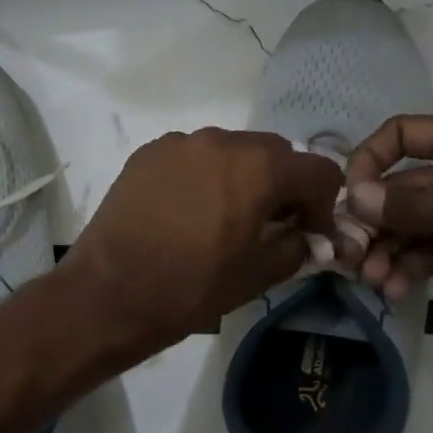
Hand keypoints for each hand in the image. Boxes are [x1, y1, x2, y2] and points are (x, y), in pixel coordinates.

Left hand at [60, 128, 341, 361]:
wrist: (109, 292)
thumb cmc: (190, 287)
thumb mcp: (257, 276)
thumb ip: (295, 247)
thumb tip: (304, 236)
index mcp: (258, 167)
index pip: (318, 171)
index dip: (323, 204)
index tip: (311, 233)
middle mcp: (220, 141)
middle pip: (272, 153)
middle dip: (282, 185)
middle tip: (270, 224)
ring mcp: (178, 144)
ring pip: (228, 150)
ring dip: (240, 176)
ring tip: (224, 216)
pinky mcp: (145, 155)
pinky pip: (190, 157)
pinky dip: (201, 176)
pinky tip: (186, 211)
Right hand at [345, 113, 432, 332]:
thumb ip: (408, 203)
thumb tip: (353, 198)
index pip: (400, 134)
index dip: (368, 160)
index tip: (349, 199)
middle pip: (401, 188)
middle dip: (373, 222)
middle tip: (350, 256)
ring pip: (415, 226)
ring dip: (390, 251)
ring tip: (374, 281)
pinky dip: (413, 268)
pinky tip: (395, 289)